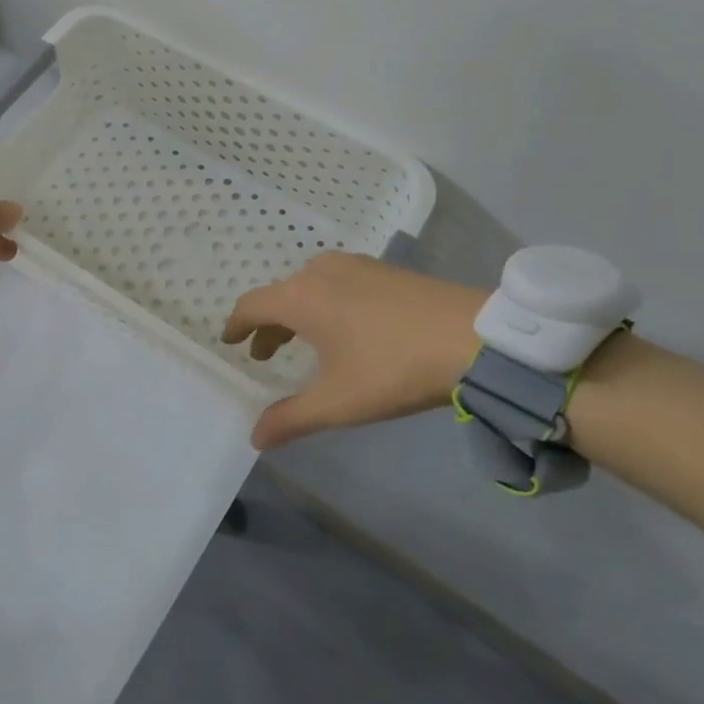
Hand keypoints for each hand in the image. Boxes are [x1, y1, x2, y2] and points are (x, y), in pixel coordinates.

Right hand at [222, 255, 489, 449]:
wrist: (473, 337)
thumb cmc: (393, 368)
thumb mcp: (338, 402)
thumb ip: (291, 419)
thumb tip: (254, 438)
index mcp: (300, 297)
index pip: (251, 305)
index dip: (236, 325)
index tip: (230, 343)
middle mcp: (320, 271)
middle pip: (279, 295)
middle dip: (268, 325)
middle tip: (266, 354)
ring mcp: (356, 265)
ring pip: (309, 286)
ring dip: (297, 313)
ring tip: (304, 343)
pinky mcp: (384, 270)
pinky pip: (337, 282)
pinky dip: (324, 303)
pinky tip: (345, 327)